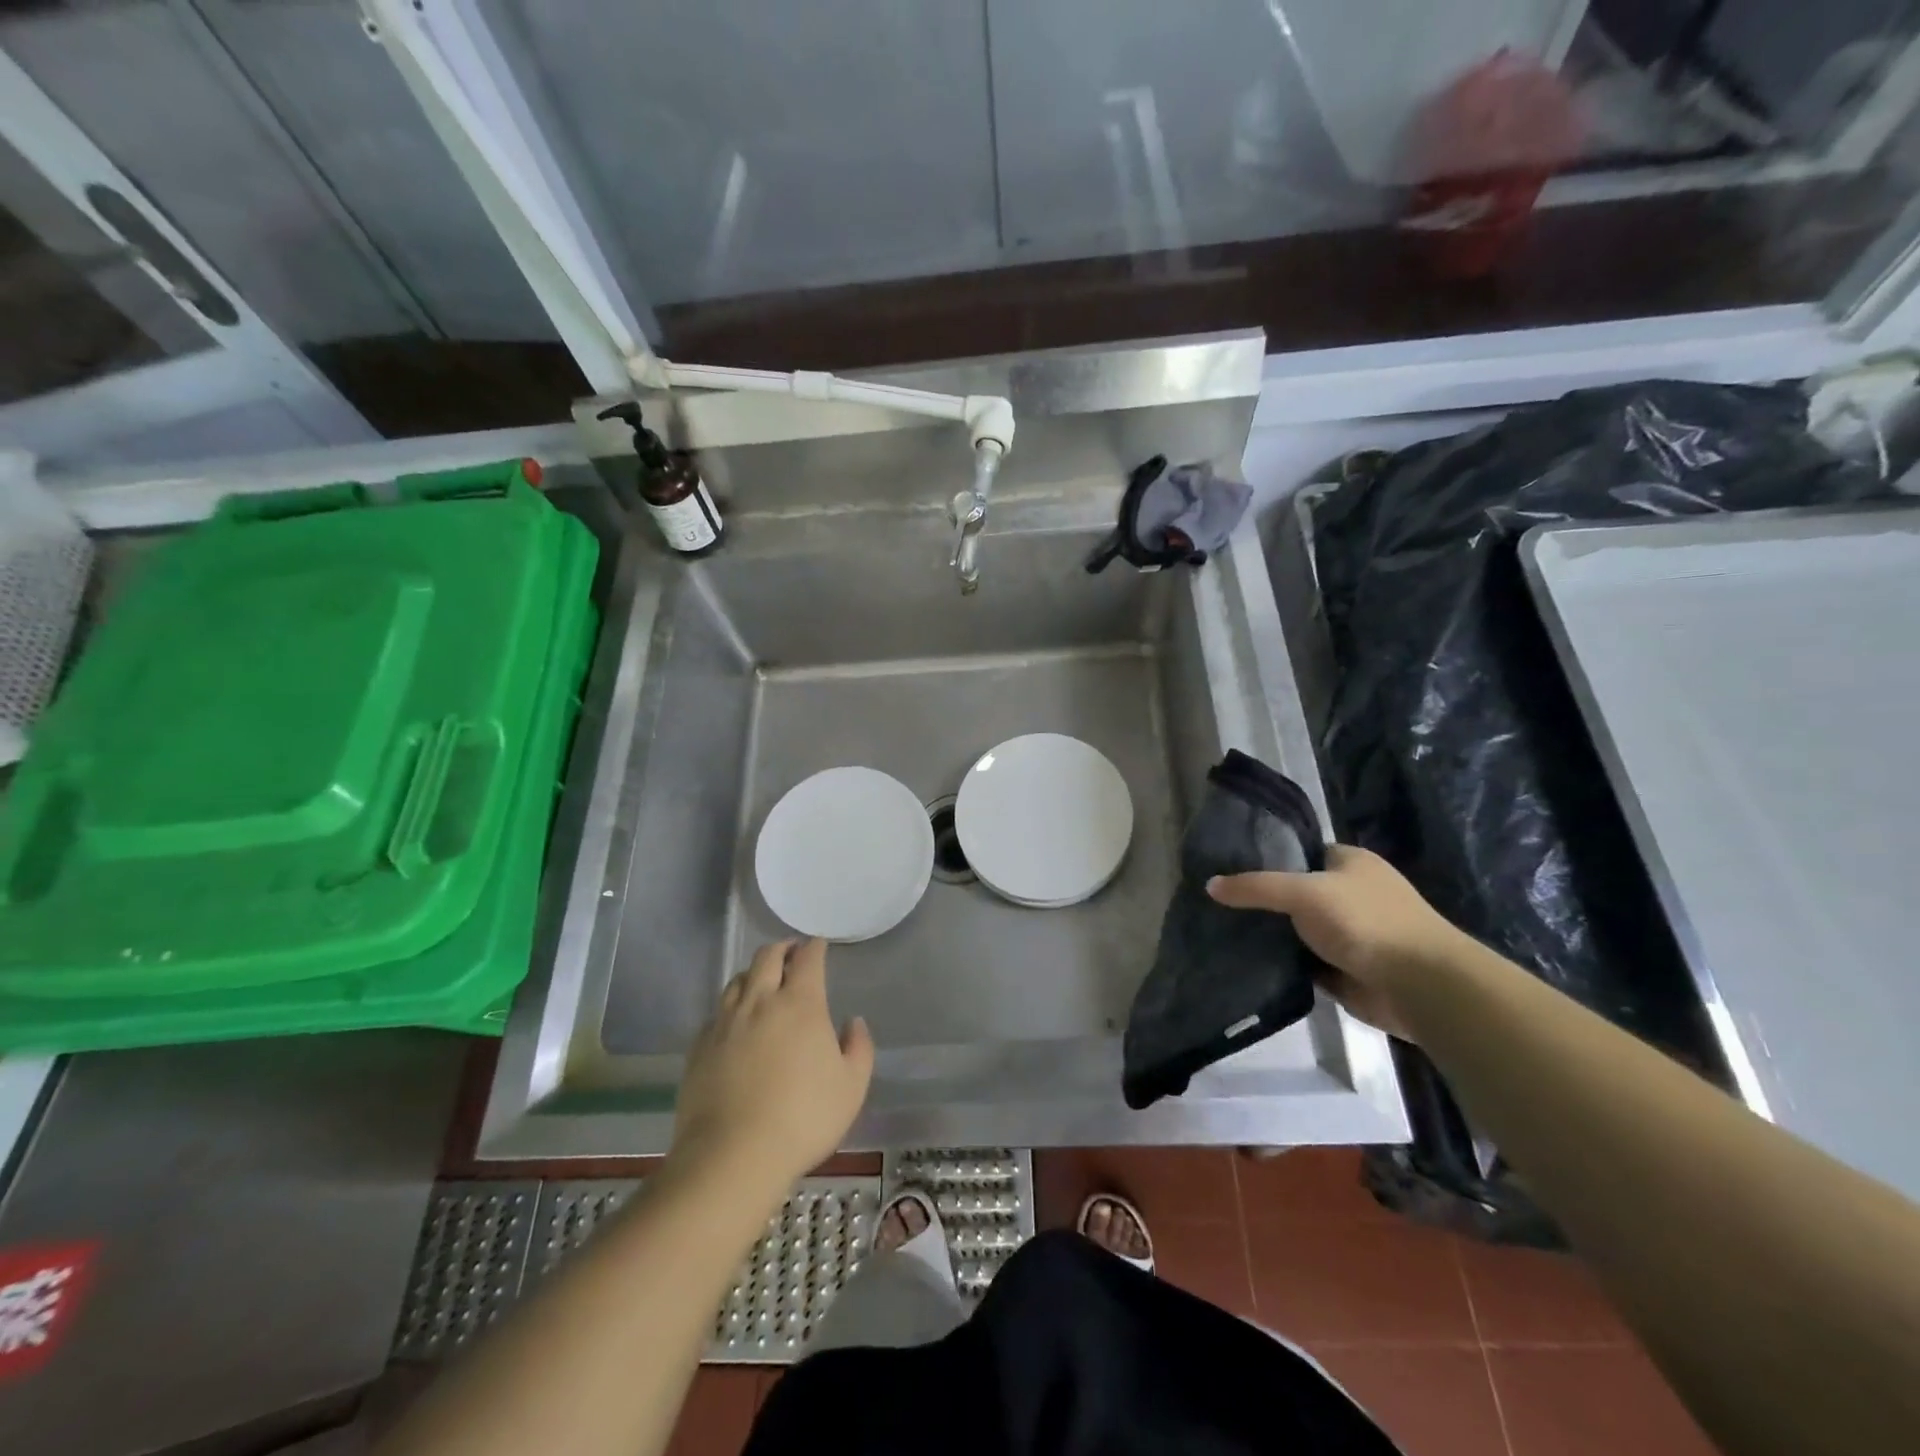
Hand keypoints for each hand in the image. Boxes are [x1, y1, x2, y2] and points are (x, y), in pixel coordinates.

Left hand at [671, 939, 873, 1195]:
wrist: (732, 1156)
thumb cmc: (803, 1118)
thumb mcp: (852, 1087)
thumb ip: (859, 1048)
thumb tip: (853, 1022)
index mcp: (800, 1004)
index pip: (808, 959)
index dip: (815, 947)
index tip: (819, 945)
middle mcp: (760, 1001)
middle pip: (767, 957)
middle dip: (782, 948)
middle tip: (791, 953)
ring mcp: (725, 1022)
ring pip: (737, 979)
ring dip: (753, 973)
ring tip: (762, 981)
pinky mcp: (700, 1047)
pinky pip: (717, 1013)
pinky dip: (731, 1007)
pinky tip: (735, 1022)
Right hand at [1207, 845, 1464, 1039]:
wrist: (1420, 986)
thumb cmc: (1365, 922)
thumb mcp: (1303, 892)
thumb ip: (1256, 887)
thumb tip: (1210, 885)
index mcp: (1350, 863)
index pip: (1300, 852)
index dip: (1266, 858)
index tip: (1227, 868)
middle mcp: (1351, 894)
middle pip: (1295, 892)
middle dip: (1263, 900)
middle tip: (1218, 903)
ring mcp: (1350, 934)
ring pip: (1298, 929)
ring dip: (1272, 935)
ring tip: (1223, 931)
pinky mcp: (1346, 969)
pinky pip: (1304, 962)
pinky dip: (1284, 963)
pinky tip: (1249, 961)